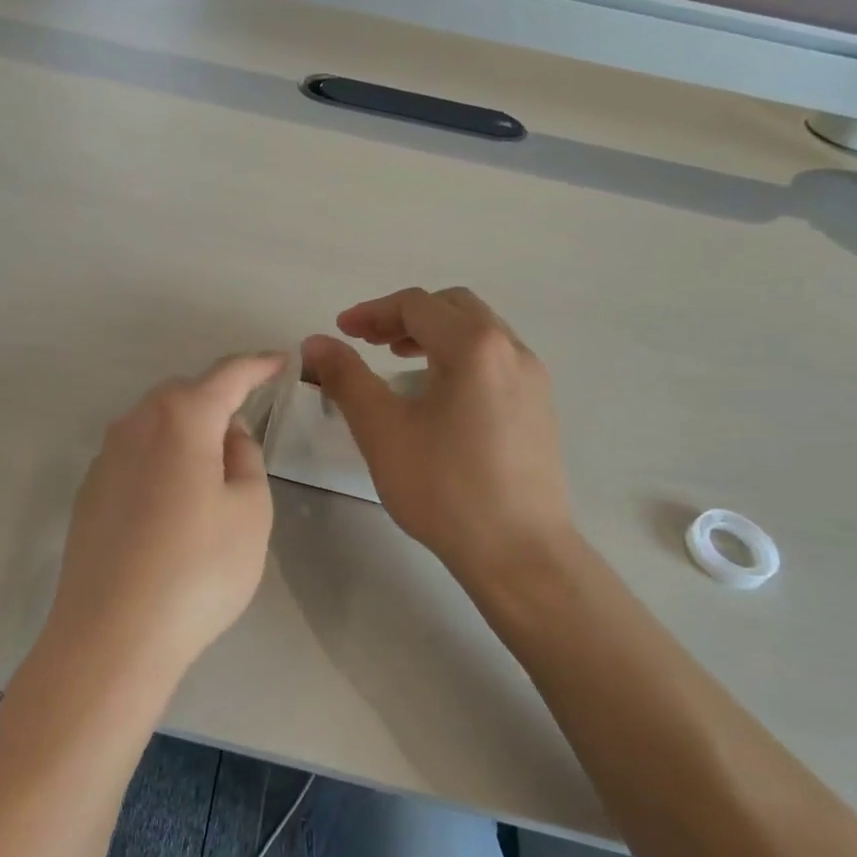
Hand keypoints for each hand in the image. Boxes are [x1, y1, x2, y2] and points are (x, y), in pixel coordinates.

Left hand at [43, 352, 287, 677]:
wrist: (112, 634)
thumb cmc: (198, 570)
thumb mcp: (249, 511)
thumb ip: (245, 459)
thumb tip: (229, 434)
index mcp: (182, 419)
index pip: (227, 375)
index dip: (258, 365)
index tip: (282, 360)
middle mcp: (136, 424)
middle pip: (183, 393)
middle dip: (217, 396)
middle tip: (247, 421)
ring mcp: (105, 457)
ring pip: (154, 422)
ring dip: (187, 427)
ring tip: (212, 463)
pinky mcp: (89, 492)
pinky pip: (134, 453)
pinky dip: (161, 456)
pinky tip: (172, 498)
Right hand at [302, 287, 573, 582]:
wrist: (519, 552)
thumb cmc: (444, 487)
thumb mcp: (381, 429)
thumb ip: (346, 377)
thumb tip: (316, 342)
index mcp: (474, 346)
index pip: (417, 305)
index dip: (371, 312)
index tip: (341, 331)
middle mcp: (512, 350)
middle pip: (453, 307)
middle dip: (406, 317)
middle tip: (370, 342)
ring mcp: (533, 380)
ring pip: (479, 333)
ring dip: (435, 335)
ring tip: (399, 361)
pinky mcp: (540, 409)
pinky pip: (495, 361)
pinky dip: (460, 358)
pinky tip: (439, 397)